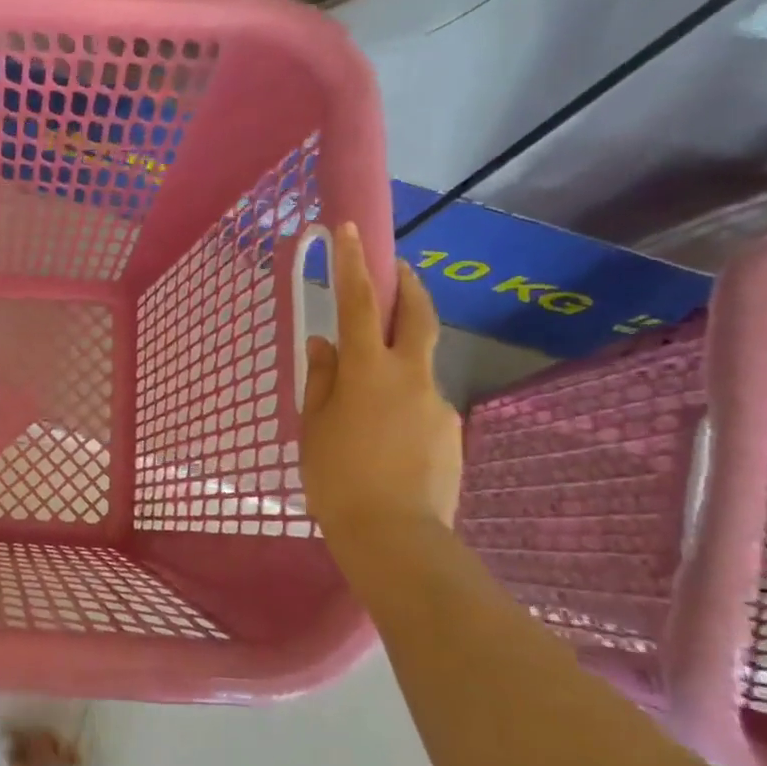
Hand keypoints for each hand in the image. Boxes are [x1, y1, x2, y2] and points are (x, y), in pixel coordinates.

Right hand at [298, 222, 461, 542]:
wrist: (395, 536)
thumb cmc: (337, 478)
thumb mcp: (314, 426)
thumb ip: (321, 379)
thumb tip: (324, 342)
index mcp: (368, 371)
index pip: (361, 303)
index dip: (354, 263)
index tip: (349, 229)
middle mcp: (411, 377)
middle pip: (419, 317)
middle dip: (410, 288)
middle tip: (400, 273)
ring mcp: (438, 404)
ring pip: (418, 369)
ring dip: (398, 367)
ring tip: (368, 409)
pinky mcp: (452, 433)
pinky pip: (424, 407)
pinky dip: (405, 409)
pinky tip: (387, 443)